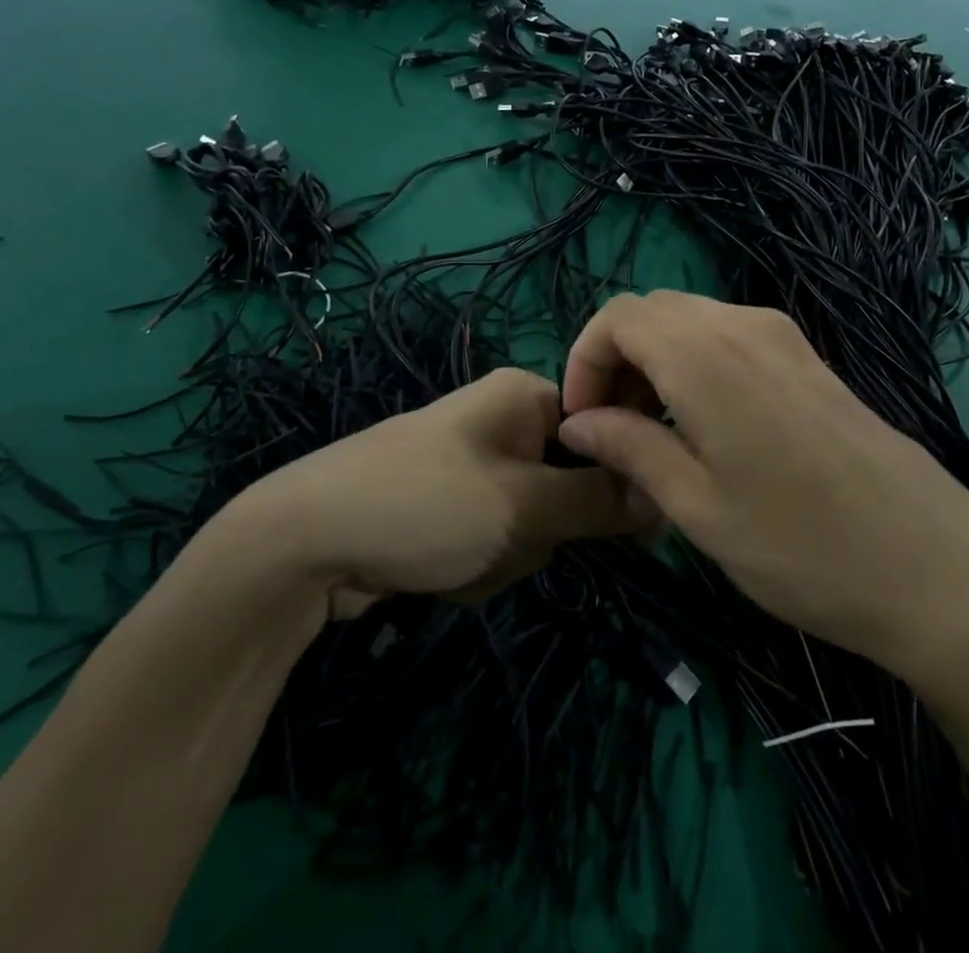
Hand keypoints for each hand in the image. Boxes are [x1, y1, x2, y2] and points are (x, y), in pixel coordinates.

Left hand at [221, 368, 656, 617]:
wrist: (305, 543)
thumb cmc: (425, 505)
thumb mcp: (522, 505)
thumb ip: (598, 500)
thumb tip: (662, 494)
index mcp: (524, 396)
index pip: (604, 430)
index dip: (616, 480)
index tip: (629, 530)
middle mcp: (503, 420)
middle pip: (569, 484)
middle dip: (543, 530)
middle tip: (503, 538)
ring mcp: (475, 466)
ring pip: (534, 523)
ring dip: (508, 556)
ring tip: (460, 557)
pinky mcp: (452, 506)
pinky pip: (497, 539)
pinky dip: (478, 565)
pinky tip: (438, 571)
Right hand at [556, 292, 968, 682]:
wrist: (937, 568)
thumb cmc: (803, 546)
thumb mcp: (698, 507)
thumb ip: (630, 449)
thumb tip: (578, 423)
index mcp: (706, 355)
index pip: (618, 317)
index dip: (584, 359)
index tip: (582, 421)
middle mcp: (743, 326)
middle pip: (652, 312)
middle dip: (616, 359)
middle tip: (612, 429)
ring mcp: (783, 337)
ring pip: (690, 321)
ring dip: (655, 361)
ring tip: (653, 432)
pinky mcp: (808, 359)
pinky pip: (728, 337)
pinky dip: (694, 363)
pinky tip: (704, 425)